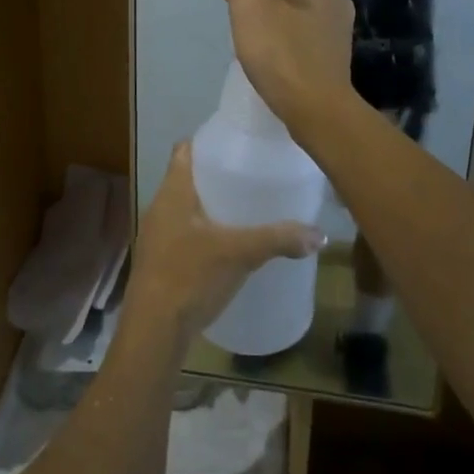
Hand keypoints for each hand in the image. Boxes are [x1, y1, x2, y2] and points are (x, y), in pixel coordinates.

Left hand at [126, 143, 323, 345]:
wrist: (153, 332)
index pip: (185, 150)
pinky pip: (184, 235)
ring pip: (186, 209)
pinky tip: (228, 246)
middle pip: (188, 178)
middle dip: (217, 176)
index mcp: (173, 192)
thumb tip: (320, 234)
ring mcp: (157, 236)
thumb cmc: (190, 276)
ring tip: (246, 209)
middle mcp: (160, 207)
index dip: (208, 141)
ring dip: (211, 206)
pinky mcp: (160, 263)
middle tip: (252, 176)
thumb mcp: (240, 253)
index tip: (238, 143)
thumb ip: (279, 239)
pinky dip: (205, 233)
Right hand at [219, 0, 355, 130]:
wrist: (316, 107)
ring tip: (259, 41)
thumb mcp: (246, 6)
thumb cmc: (280, 51)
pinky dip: (291, 40)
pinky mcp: (338, 52)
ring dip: (279, 18)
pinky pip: (308, 34)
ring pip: (301, 8)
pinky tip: (277, 59)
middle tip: (245, 16)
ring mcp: (340, 24)